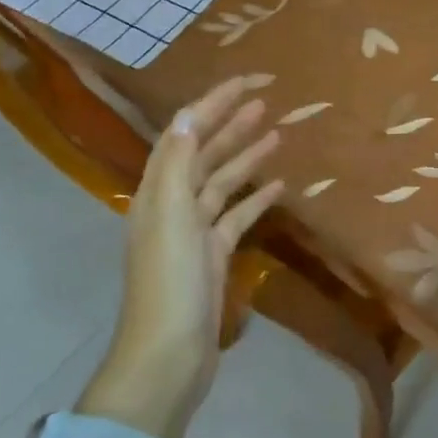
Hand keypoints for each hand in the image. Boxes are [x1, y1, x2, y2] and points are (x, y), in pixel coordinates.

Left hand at [81, 75, 283, 437]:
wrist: (168, 355)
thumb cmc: (170, 282)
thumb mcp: (170, 216)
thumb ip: (177, 164)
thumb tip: (186, 115)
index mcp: (158, 191)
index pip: (185, 133)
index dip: (212, 104)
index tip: (246, 82)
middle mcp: (173, 204)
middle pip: (203, 153)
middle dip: (229, 123)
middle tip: (264, 100)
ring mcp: (194, 232)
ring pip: (222, 182)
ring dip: (245, 155)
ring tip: (274, 131)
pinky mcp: (214, 256)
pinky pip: (236, 215)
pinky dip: (255, 197)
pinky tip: (278, 185)